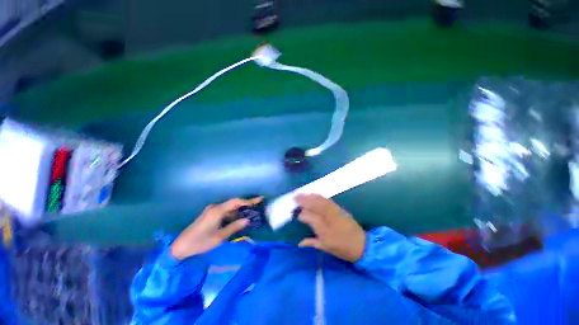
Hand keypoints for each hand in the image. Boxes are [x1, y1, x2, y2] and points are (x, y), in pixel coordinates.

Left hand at [171, 197, 262, 259]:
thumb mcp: (220, 236)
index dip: (248, 200)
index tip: (259, 199)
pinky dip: (232, 213)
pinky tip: (237, 218)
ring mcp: (211, 210)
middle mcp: (215, 207)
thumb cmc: (201, 242)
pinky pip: (224, 211)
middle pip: (233, 202)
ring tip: (249, 212)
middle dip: (245, 204)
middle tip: (256, 206)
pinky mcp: (209, 214)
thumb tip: (247, 220)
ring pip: (229, 207)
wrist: (180, 247)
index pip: (236, 202)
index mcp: (218, 210)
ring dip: (239, 209)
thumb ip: (234, 226)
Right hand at [296, 194, 365, 262]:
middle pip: (313, 205)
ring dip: (309, 196)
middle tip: (294, 197)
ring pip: (319, 200)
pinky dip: (318, 196)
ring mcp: (334, 211)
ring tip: (302, 194)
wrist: (362, 244)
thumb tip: (300, 242)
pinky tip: (314, 194)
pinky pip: (326, 199)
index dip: (301, 215)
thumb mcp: (326, 248)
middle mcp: (327, 217)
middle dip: (303, 200)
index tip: (295, 215)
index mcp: (323, 228)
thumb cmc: (343, 248)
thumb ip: (311, 242)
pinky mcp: (339, 208)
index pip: (308, 217)